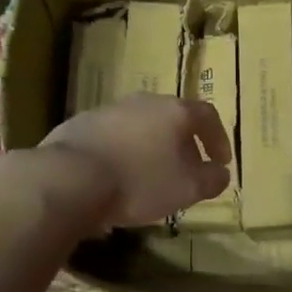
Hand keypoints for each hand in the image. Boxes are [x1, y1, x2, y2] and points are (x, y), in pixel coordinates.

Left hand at [39, 94, 232, 229]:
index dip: (218, 138)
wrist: (69, 179)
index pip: (207, 115)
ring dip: (151, 147)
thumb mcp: (187, 189)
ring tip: (151, 176)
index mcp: (174, 111)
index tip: (221, 162)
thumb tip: (220, 173)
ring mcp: (108, 110)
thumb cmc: (139, 182)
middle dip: (183, 144)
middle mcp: (143, 102)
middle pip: (172, 118)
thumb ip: (211, 179)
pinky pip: (112, 137)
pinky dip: (123, 153)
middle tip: (187, 170)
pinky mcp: (79, 124)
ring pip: (140, 126)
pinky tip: (117, 177)